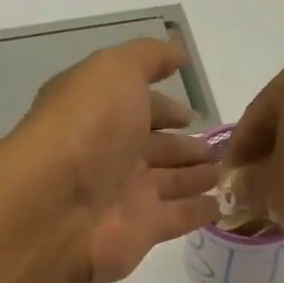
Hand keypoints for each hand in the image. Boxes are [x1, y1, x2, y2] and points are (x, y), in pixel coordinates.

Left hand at [2, 38, 220, 282]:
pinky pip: (178, 217)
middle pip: (155, 148)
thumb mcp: (115, 71)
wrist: (58, 206)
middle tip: (218, 148)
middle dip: (185, 146)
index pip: (138, 108)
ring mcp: (126, 195)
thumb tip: (178, 52)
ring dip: (196, 177)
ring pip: (170, 183)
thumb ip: (148, 58)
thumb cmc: (86, 128)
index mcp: (99, 113)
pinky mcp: (143, 230)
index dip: (165, 107)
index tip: (193, 113)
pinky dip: (199, 211)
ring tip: (225, 172)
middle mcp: (110, 154)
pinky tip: (221, 205)